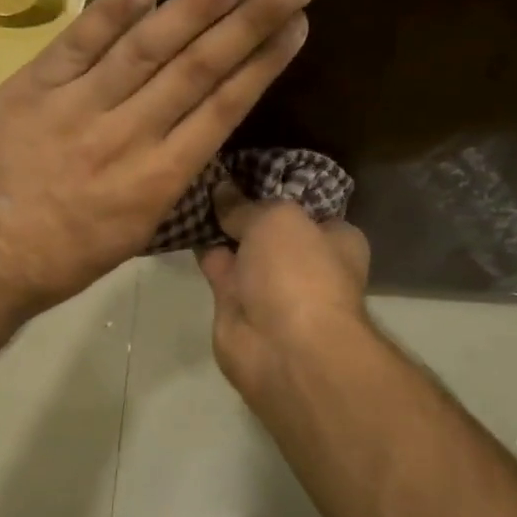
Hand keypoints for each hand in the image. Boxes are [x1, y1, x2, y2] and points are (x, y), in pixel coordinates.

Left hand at [0, 0, 316, 323]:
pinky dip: (111, 13)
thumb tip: (195, 123)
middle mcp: (128, 138)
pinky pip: (77, 45)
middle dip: (251, 20)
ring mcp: (78, 109)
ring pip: (146, 50)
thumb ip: (167, 173)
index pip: (222, 110)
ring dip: (195, 5)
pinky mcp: (32, 90)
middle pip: (197, 69)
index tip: (297, 24)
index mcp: (159, 181)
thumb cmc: (65, 256)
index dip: (263, 63)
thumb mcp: (135, 229)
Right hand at [197, 184, 370, 394]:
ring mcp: (270, 288)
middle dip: (245, 209)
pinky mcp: (236, 307)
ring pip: (240, 249)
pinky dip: (201, 250)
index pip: (308, 209)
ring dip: (218, 228)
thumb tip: (223, 190)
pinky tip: (181, 220)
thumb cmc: (298, 272)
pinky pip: (217, 269)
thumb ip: (247, 206)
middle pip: (270, 229)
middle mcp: (305, 264)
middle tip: (211, 174)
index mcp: (336, 241)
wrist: (283, 347)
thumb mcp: (276, 219)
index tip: (248, 169)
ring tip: (189, 189)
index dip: (280, 190)